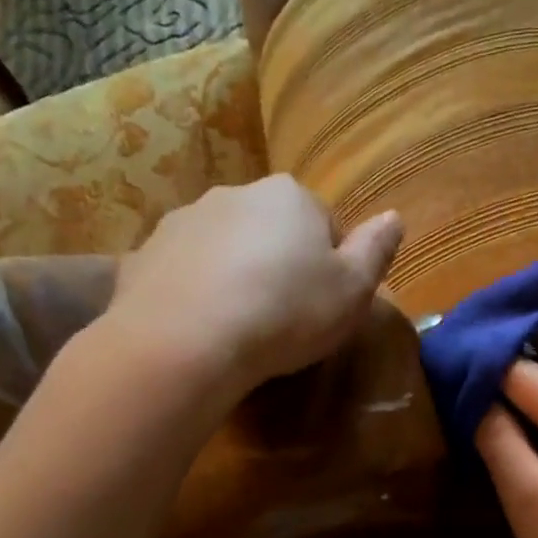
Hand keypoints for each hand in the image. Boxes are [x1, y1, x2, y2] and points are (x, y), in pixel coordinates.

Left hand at [108, 176, 400, 397]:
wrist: (184, 343)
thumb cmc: (285, 312)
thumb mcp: (353, 290)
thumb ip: (376, 250)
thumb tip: (395, 217)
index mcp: (289, 196)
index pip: (325, 223)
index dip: (331, 265)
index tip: (325, 303)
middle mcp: (235, 194)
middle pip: (272, 230)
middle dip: (281, 263)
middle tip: (286, 316)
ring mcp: (182, 221)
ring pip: (225, 247)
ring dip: (237, 274)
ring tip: (241, 325)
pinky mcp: (142, 254)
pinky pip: (185, 271)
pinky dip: (196, 291)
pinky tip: (203, 329)